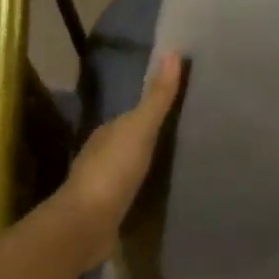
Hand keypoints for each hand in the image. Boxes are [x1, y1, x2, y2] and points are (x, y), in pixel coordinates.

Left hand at [61, 52, 184, 263]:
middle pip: (132, 142)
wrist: (87, 225)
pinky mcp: (110, 212)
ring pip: (132, 168)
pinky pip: (133, 194)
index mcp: (107, 133)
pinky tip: (164, 194)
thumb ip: (157, 97)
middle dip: (154, 138)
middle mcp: (102, 156)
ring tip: (183, 164)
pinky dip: (147, 190)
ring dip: (150, 165)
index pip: (133, 115)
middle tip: (191, 135)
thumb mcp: (139, 129)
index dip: (155, 109)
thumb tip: (172, 53)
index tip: (183, 106)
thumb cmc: (112, 172)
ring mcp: (104, 186)